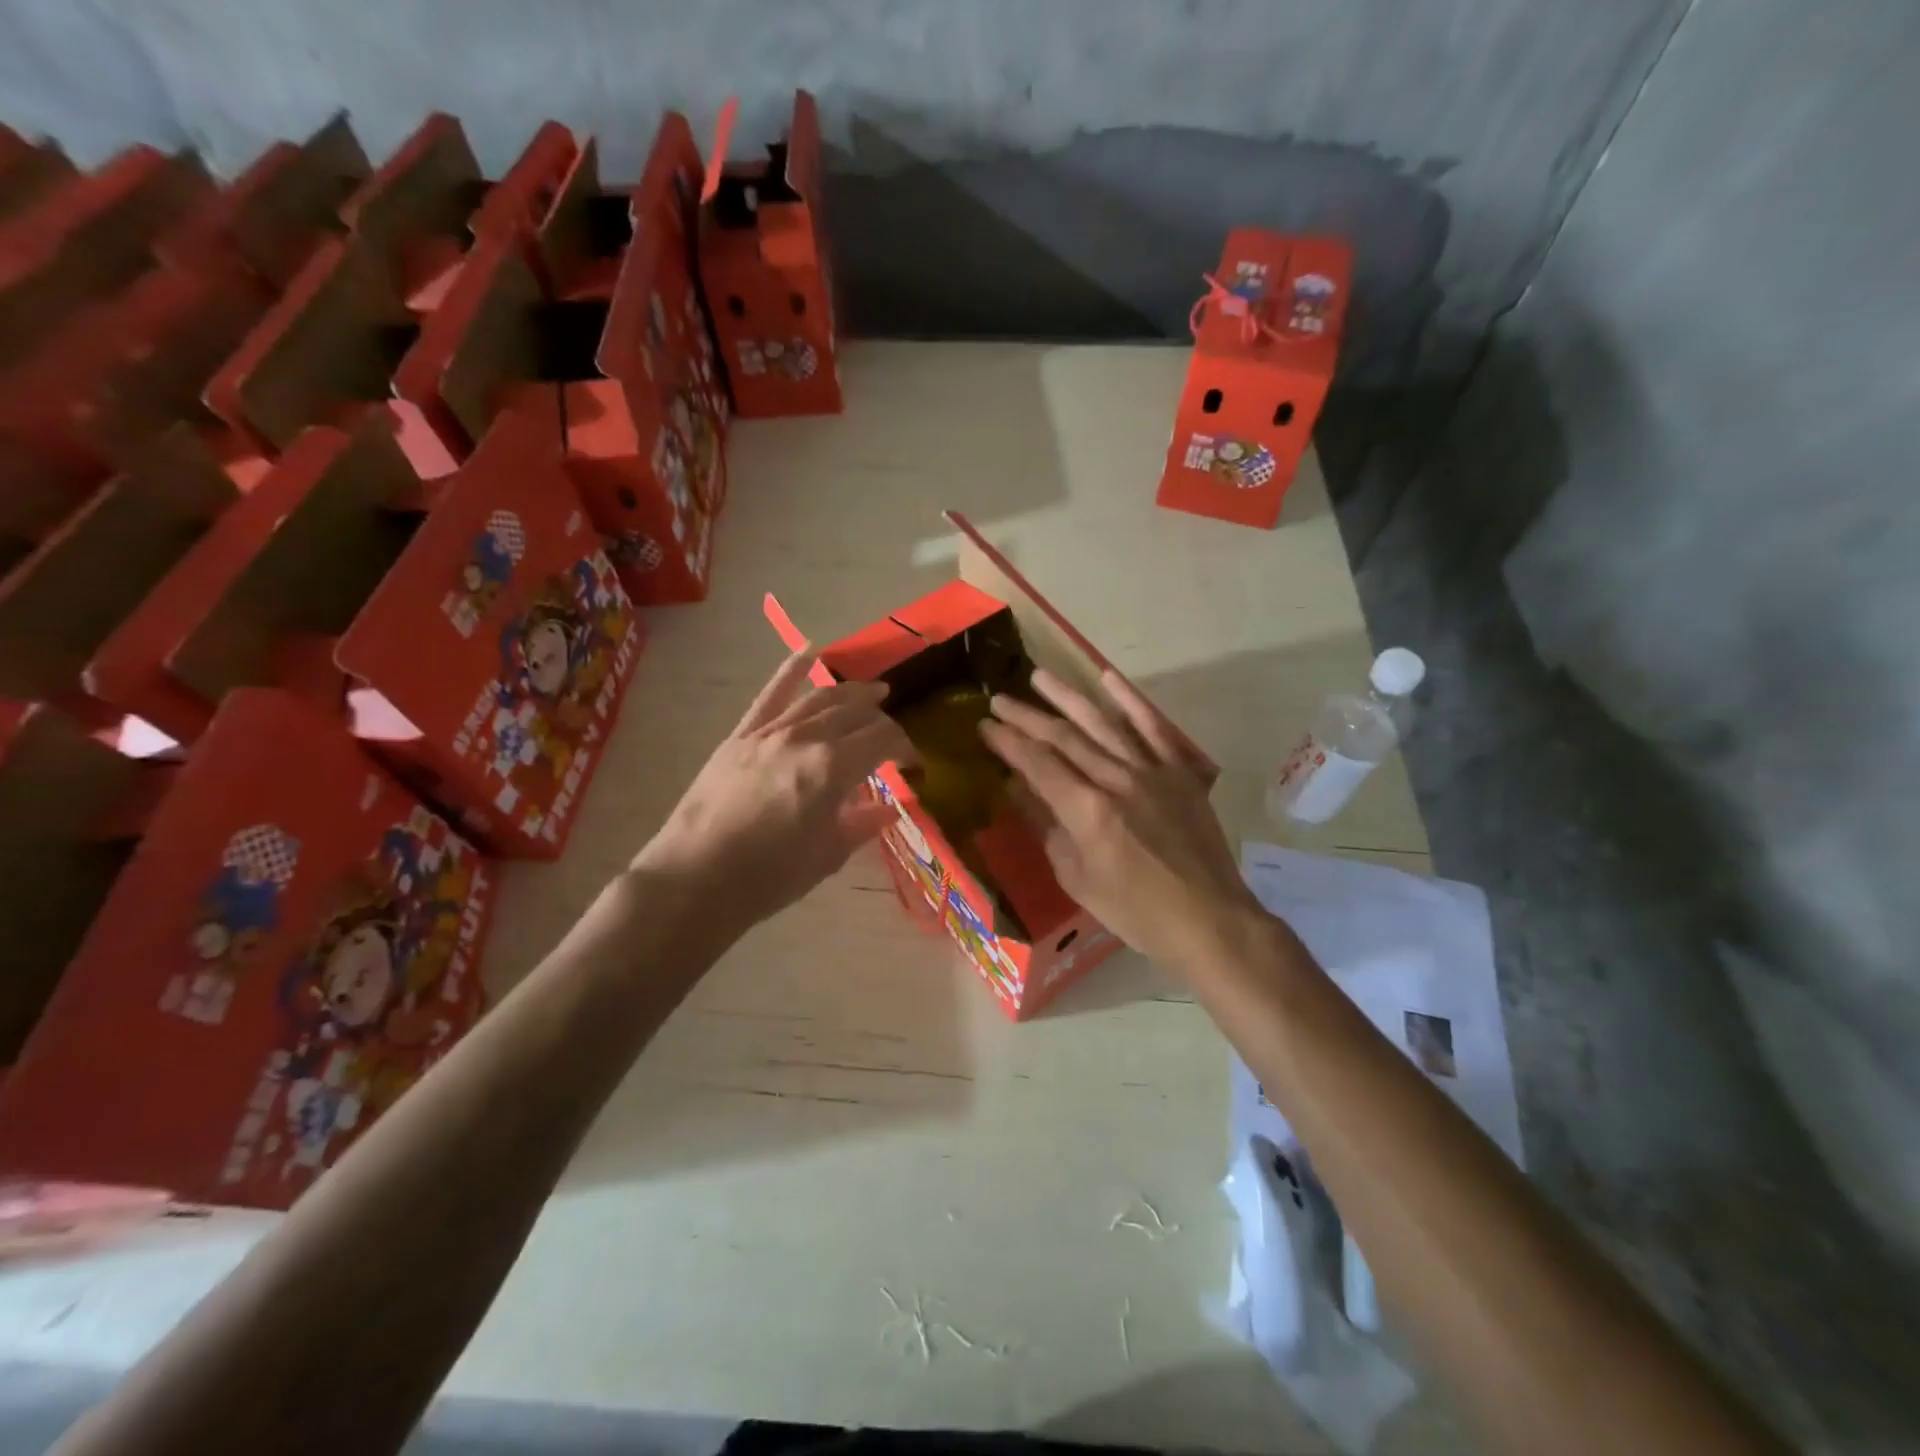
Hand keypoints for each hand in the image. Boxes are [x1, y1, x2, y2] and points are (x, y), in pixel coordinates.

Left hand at [632, 648, 915, 934]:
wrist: (694, 879)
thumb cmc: (769, 877)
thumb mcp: (827, 856)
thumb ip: (863, 824)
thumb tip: (890, 808)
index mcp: (833, 768)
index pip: (883, 738)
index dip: (904, 746)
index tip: (913, 763)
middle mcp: (805, 738)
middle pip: (855, 712)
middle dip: (881, 717)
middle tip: (892, 730)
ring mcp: (769, 732)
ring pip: (819, 698)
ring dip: (850, 691)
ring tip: (872, 690)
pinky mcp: (741, 735)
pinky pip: (770, 695)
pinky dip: (791, 670)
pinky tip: (808, 651)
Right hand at [977, 668, 1259, 968]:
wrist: (1209, 919)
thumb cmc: (1136, 911)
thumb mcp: (1078, 879)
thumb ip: (1048, 828)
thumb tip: (1019, 790)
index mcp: (1088, 811)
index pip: (1038, 764)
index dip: (1008, 742)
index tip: (984, 726)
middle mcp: (1118, 780)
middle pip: (1065, 738)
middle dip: (1027, 716)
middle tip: (998, 699)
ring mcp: (1153, 771)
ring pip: (1103, 723)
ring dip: (1068, 697)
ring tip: (1039, 676)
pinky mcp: (1180, 772)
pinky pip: (1154, 728)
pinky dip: (1131, 701)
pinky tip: (1108, 678)